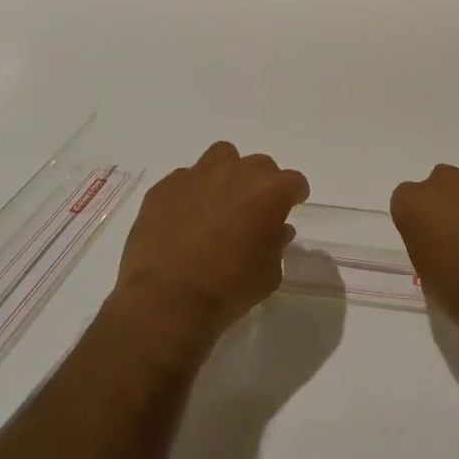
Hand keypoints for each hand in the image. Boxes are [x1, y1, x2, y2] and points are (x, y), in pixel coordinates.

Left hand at [111, 141, 309, 352]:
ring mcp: (197, 175)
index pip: (294, 182)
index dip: (293, 195)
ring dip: (226, 174)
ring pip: (221, 157)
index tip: (290, 207)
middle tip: (252, 210)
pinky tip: (184, 217)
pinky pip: (185, 179)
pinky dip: (191, 192)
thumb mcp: (269, 274)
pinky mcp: (165, 186)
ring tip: (219, 202)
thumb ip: (277, 244)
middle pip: (259, 165)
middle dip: (260, 184)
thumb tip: (276, 229)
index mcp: (269, 191)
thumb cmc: (229, 289)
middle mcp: (236, 172)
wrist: (167, 300)